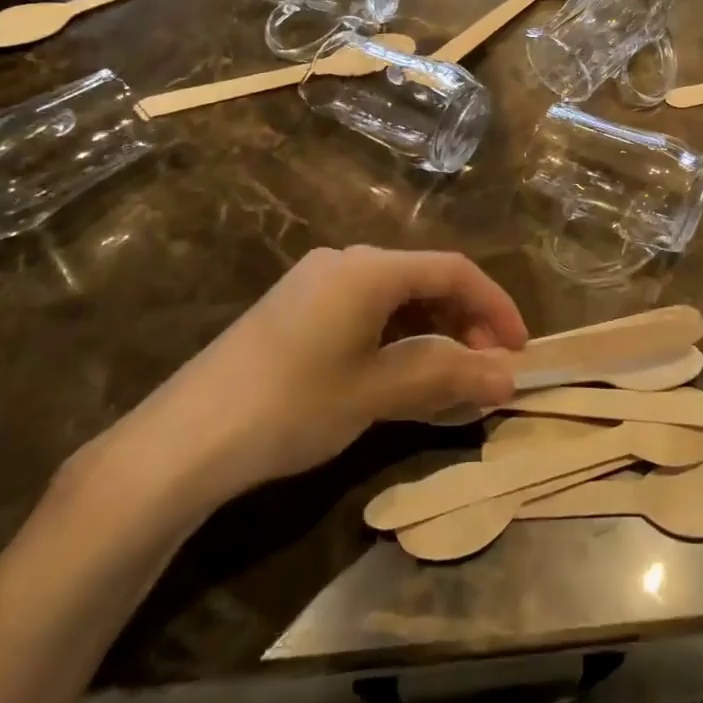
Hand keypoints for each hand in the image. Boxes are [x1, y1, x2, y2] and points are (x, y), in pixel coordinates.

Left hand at [84, 247, 526, 521]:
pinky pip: (365, 312)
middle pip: (425, 280)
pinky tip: (399, 375)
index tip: (521, 350)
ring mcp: (316, 283)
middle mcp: (346, 261)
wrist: (182, 441)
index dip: (495, 306)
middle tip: (486, 370)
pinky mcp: (295, 309)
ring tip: (450, 379)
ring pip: (395, 298)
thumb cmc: (292, 405)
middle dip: (465, 322)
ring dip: (432, 333)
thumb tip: (509, 378)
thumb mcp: (377, 391)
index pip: (454, 271)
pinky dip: (396, 339)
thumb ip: (447, 377)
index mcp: (370, 267)